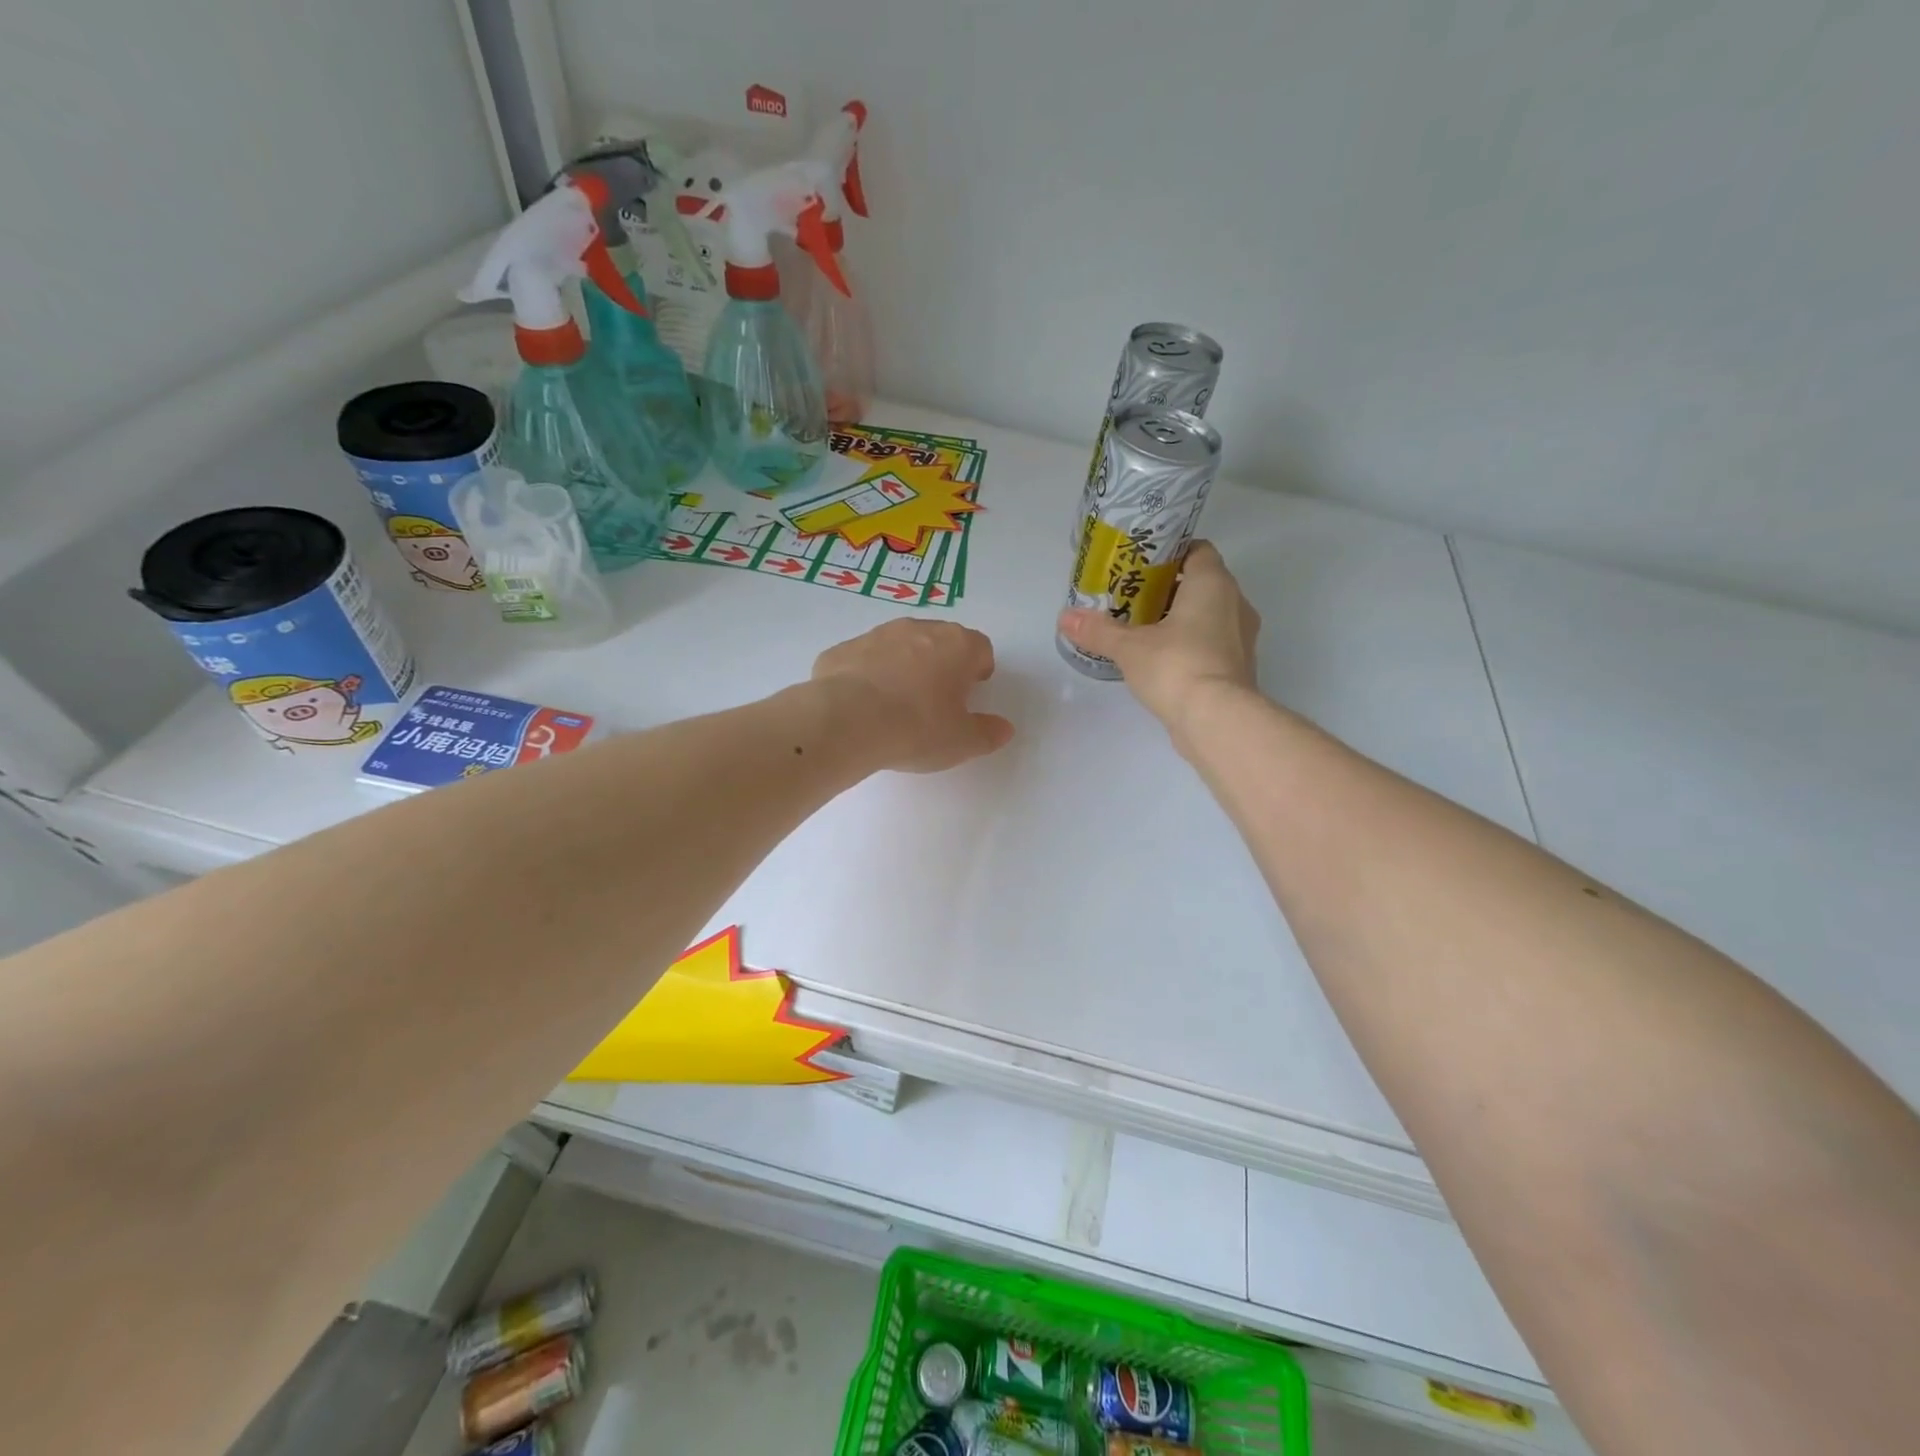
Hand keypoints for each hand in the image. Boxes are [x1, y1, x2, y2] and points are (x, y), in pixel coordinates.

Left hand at [813, 619, 1014, 773]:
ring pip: (900, 645)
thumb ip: (988, 733)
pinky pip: (864, 659)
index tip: (970, 694)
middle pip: (941, 640)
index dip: (978, 670)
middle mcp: (919, 629)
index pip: (980, 648)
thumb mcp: (962, 742)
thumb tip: (1003, 728)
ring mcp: (877, 635)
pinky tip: (863, 706)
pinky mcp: (842, 649)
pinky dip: (867, 676)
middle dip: (942, 665)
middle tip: (936, 701)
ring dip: (904, 666)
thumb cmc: (916, 728)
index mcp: (957, 646)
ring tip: (897, 705)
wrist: (846, 722)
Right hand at [1056, 540, 1260, 730]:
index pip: (1198, 550)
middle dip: (1168, 590)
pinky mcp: (1239, 668)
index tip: (1142, 566)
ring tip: (1143, 630)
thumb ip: (1098, 630)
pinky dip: (1191, 645)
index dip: (1170, 553)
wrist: (1217, 720)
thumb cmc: (1176, 666)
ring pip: (1209, 615)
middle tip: (1132, 599)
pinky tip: (1162, 660)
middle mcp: (1235, 604)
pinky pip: (1213, 644)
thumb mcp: (1129, 647)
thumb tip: (1065, 618)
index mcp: (1213, 584)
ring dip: (1181, 619)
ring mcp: (1242, 638)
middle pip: (1201, 584)